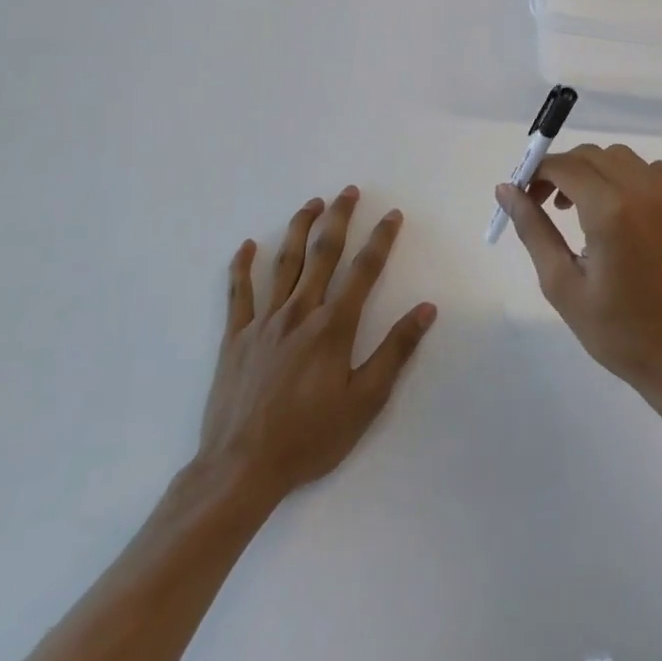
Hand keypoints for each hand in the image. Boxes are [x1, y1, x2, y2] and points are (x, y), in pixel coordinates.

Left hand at [196, 187, 435, 522]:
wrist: (241, 468)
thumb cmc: (311, 437)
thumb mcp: (366, 400)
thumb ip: (395, 350)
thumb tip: (426, 309)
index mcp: (333, 327)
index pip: (364, 271)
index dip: (381, 240)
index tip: (392, 215)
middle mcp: (299, 313)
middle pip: (322, 254)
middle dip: (338, 219)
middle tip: (348, 192)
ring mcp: (263, 323)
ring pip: (283, 264)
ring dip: (299, 229)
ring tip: (311, 203)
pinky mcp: (235, 338)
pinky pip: (238, 293)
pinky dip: (242, 266)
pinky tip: (247, 245)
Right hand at [493, 145, 661, 415]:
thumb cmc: (617, 331)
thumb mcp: (562, 284)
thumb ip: (533, 229)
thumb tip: (506, 190)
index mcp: (611, 210)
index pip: (564, 166)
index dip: (537, 173)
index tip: (525, 195)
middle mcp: (646, 190)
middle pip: (593, 155)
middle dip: (565, 171)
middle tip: (550, 206)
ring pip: (625, 160)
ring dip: (597, 173)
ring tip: (587, 212)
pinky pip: (655, 174)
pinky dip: (631, 181)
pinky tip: (625, 218)